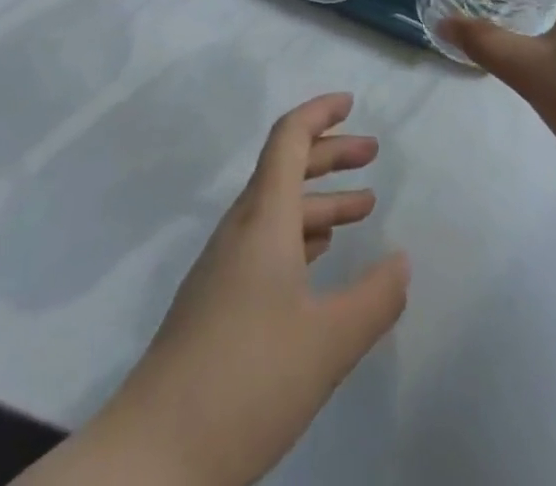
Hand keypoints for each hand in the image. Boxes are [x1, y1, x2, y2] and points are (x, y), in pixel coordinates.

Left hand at [54, 93, 407, 485]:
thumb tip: (402, 262)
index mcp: (264, 219)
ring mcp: (224, 267)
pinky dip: (299, 234)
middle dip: (330, 154)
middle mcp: (241, 230)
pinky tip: (319, 259)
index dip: (319, 113)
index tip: (351, 103)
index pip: (289, 139)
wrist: (153, 457)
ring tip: (362, 209)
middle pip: (286, 169)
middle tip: (372, 154)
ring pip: (277, 210)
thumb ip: (375, 298)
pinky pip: (265, 243)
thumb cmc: (247, 381)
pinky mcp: (216, 302)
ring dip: (319, 200)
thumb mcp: (328, 342)